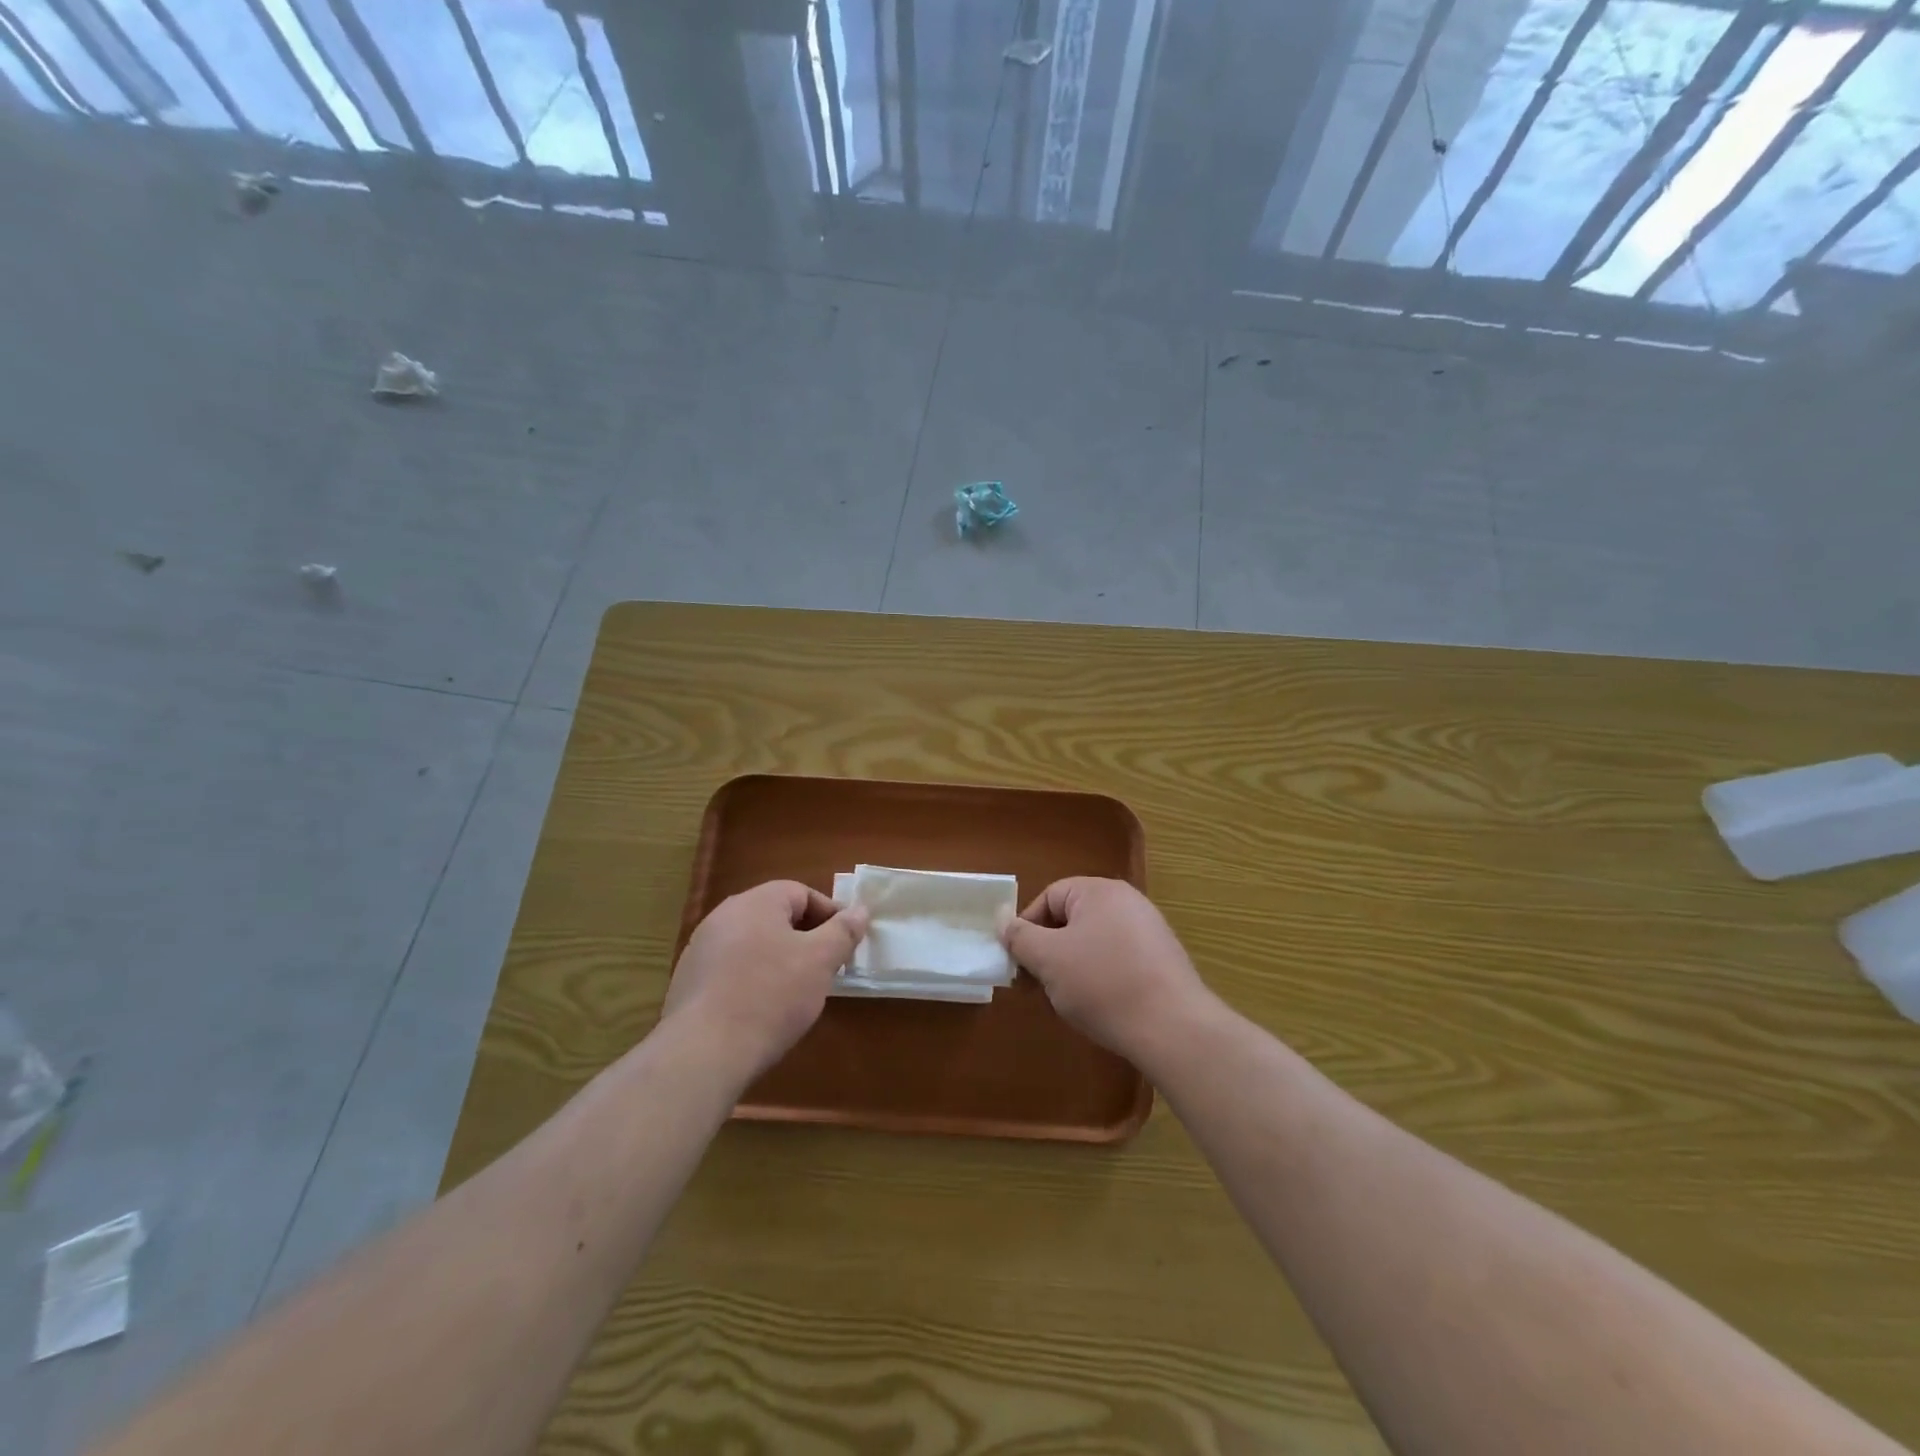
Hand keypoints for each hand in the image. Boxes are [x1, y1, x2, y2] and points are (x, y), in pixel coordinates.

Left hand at [662, 880, 867, 1077]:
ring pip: (754, 944)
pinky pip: (733, 969)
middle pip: (776, 917)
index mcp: (755, 902)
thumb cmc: (771, 996)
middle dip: (806, 939)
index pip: (801, 893)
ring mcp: (701, 949)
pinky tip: (763, 1009)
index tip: (846, 944)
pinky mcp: (689, 982)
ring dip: (779, 960)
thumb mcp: (820, 961)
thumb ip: (843, 931)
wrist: (704, 1052)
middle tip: (826, 968)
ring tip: (797, 992)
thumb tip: (860, 911)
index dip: (830, 915)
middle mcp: (723, 917)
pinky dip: (753, 980)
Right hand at [1000, 878, 1214, 1062]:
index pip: (1049, 897)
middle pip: (1072, 920)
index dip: (1027, 928)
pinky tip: (1099, 1009)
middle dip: (1048, 952)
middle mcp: (1127, 902)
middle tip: (1037, 987)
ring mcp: (1149, 931)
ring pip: (1093, 943)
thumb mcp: (1048, 959)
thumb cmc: (1102, 984)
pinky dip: (1100, 979)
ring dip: (1071, 969)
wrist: (1173, 1028)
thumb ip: (1019, 937)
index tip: (1019, 963)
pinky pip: (1118, 961)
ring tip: (1066, 1002)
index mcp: (1099, 891)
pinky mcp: (1162, 961)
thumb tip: (1001, 919)